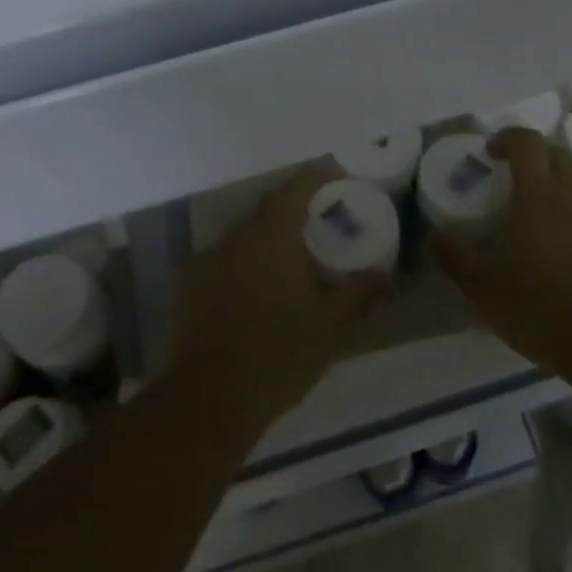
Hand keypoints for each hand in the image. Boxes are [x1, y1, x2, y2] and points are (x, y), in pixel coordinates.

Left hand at [170, 163, 387, 425]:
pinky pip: (221, 262)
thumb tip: (385, 273)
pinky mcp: (187, 287)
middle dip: (293, 209)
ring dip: (266, 240)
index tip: (336, 173)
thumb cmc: (279, 354)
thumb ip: (360, 293)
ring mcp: (205, 260)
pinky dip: (242, 265)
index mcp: (272, 236)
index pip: (296, 188)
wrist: (210, 398)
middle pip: (267, 209)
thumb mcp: (331, 327)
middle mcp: (235, 237)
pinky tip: (254, 291)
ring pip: (242, 236)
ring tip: (289, 261)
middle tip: (318, 222)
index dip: (317, 175)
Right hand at [433, 128, 571, 371]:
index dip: (508, 138)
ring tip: (549, 228)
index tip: (492, 153)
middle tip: (519, 185)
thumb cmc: (539, 309)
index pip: (527, 142)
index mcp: (539, 197)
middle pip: (560, 157)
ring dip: (565, 196)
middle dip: (537, 160)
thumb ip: (455, 257)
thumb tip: (436, 237)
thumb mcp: (481, 288)